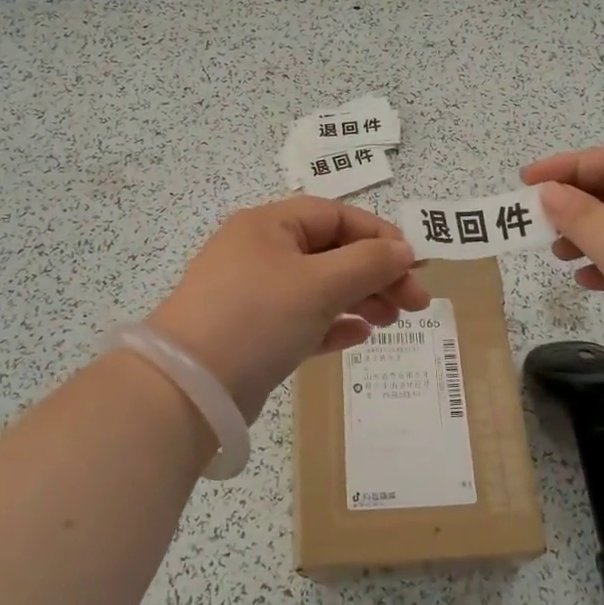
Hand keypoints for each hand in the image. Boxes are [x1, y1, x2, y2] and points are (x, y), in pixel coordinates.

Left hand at [148, 197, 430, 420]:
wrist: (187, 388)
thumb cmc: (257, 317)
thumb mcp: (319, 284)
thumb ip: (368, 263)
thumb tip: (404, 250)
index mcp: (270, 225)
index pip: (336, 216)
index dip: (379, 235)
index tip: (414, 264)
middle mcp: (260, 252)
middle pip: (331, 253)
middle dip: (376, 274)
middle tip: (415, 304)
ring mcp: (253, 294)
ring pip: (319, 288)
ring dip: (359, 299)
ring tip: (391, 322)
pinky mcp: (252, 333)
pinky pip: (302, 320)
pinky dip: (332, 324)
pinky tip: (358, 337)